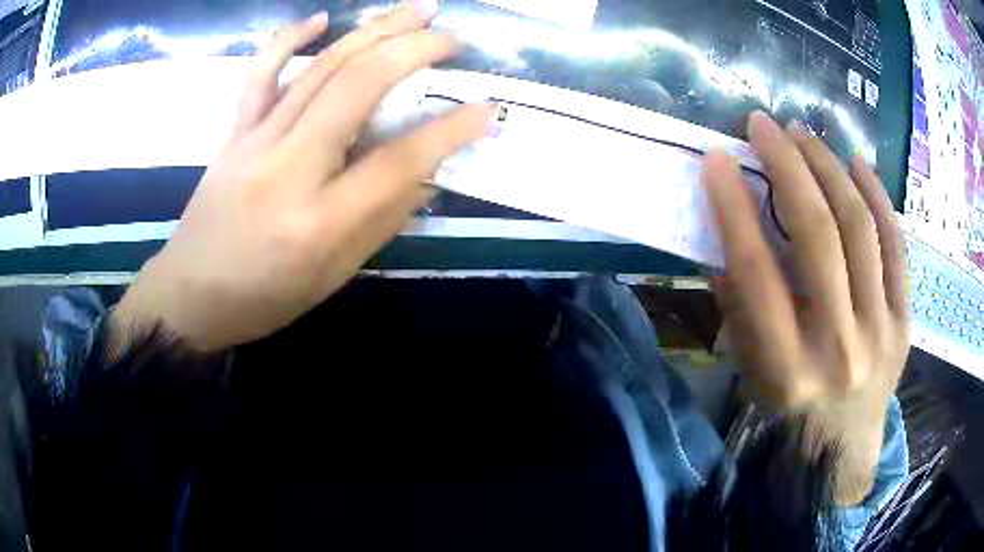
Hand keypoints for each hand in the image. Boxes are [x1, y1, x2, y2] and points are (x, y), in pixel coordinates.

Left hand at [112, 2, 496, 351]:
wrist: (192, 294)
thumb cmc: (265, 297)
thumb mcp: (333, 275)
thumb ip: (382, 221)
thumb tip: (426, 176)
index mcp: (319, 220)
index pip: (398, 161)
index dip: (450, 130)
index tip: (488, 108)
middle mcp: (288, 167)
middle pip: (358, 88)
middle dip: (414, 51)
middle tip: (452, 37)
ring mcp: (256, 141)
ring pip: (320, 68)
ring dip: (373, 30)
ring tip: (415, 9)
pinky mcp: (235, 131)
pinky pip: (261, 74)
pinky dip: (289, 38)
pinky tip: (321, 18)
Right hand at [704, 112, 909, 504]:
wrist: (841, 450)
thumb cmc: (789, 415)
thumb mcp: (751, 373)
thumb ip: (739, 307)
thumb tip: (726, 236)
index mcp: (787, 370)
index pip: (758, 274)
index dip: (734, 208)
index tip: (716, 159)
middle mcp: (839, 347)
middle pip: (819, 236)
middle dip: (788, 166)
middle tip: (764, 125)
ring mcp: (881, 333)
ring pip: (861, 229)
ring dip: (830, 168)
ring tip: (806, 135)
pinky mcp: (905, 322)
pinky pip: (897, 247)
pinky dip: (878, 197)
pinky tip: (858, 163)